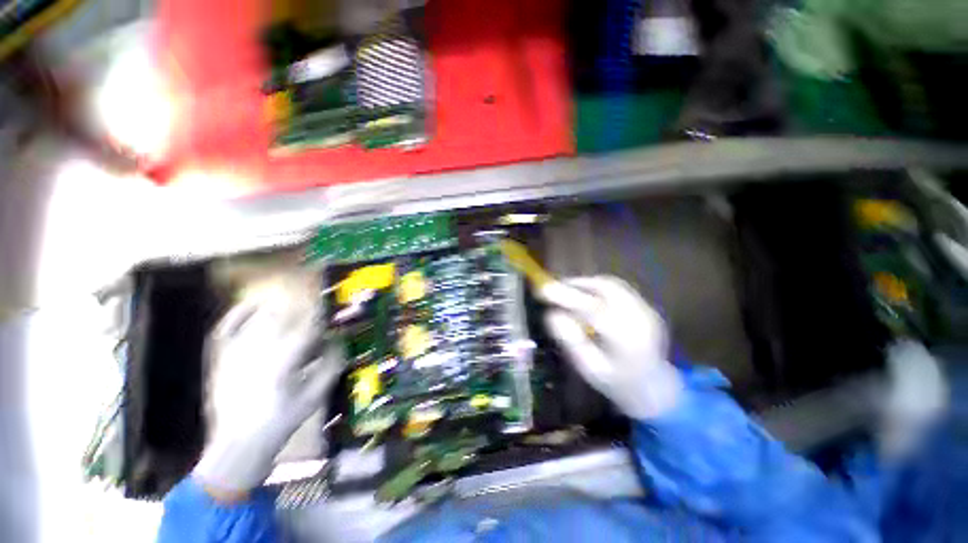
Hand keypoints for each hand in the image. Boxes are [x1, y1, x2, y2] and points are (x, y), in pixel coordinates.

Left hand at [193, 295, 342, 497]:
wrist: (239, 445)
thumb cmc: (282, 420)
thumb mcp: (316, 395)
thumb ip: (332, 364)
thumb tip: (339, 339)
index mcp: (284, 361)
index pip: (308, 326)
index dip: (323, 315)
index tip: (332, 309)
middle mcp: (258, 351)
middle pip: (285, 316)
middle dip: (303, 310)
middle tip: (315, 311)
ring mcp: (235, 353)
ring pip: (259, 318)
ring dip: (280, 307)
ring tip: (293, 304)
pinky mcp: (221, 358)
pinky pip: (227, 327)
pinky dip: (239, 313)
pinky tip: (252, 304)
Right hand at [540, 276, 681, 419]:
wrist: (656, 389)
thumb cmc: (618, 384)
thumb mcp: (589, 368)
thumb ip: (571, 341)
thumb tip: (552, 314)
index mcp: (627, 341)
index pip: (593, 310)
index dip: (567, 296)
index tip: (542, 290)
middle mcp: (641, 319)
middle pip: (606, 289)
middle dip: (576, 284)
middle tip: (554, 288)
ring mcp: (647, 310)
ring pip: (612, 284)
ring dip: (586, 283)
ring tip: (567, 290)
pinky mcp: (646, 306)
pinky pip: (618, 288)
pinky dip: (597, 286)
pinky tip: (586, 295)